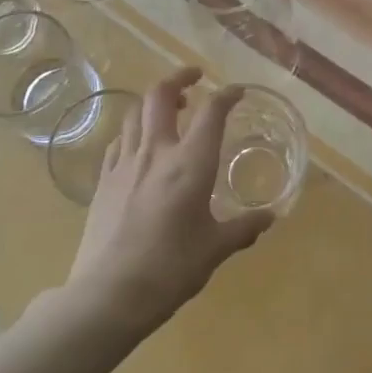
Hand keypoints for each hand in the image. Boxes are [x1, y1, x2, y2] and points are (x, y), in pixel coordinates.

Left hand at [66, 68, 276, 333]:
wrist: (109, 293)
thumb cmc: (171, 268)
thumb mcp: (215, 249)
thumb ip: (243, 228)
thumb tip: (269, 217)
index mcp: (190, 163)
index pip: (211, 112)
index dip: (226, 95)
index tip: (237, 92)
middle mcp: (156, 152)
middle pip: (161, 95)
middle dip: (179, 78)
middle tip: (194, 78)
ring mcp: (124, 163)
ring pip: (135, 112)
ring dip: (153, 102)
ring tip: (168, 109)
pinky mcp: (102, 180)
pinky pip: (118, 141)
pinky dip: (133, 131)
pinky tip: (139, 146)